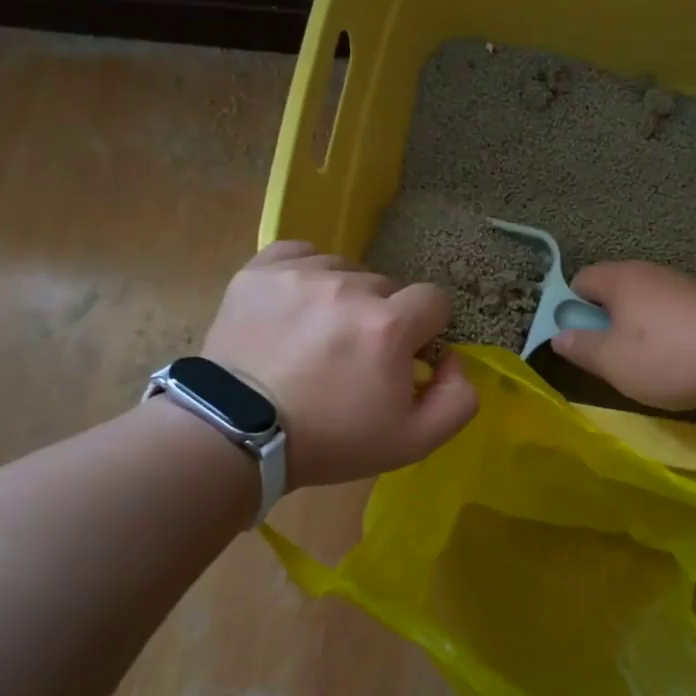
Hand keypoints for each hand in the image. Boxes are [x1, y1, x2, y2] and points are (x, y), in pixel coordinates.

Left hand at [203, 242, 477, 487]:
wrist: (236, 435)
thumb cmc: (330, 441)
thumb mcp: (414, 441)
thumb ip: (459, 398)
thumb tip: (453, 360)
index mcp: (389, 324)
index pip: (434, 300)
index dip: (425, 330)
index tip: (403, 357)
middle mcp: (348, 287)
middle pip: (387, 287)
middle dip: (382, 318)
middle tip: (353, 357)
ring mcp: (301, 274)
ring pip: (345, 270)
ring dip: (343, 298)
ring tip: (318, 335)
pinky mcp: (260, 270)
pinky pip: (301, 254)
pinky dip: (307, 276)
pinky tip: (297, 307)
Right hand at [553, 262, 695, 410]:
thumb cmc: (668, 356)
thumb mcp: (612, 361)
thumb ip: (581, 348)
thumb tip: (558, 335)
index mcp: (621, 278)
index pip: (580, 280)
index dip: (568, 307)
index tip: (573, 340)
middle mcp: (651, 273)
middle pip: (614, 291)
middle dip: (604, 321)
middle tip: (605, 358)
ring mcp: (683, 286)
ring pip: (644, 305)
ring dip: (636, 330)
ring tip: (642, 365)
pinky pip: (671, 315)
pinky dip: (665, 335)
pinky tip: (675, 361)